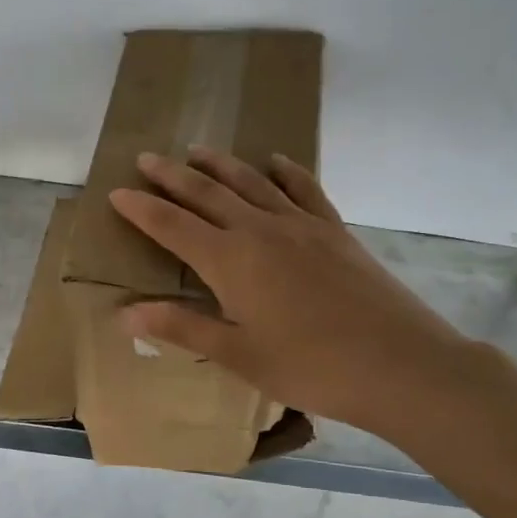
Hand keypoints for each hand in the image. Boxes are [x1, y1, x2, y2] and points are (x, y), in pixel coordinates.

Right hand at [109, 150, 472, 438]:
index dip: (142, 208)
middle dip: (173, 176)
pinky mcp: (335, 231)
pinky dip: (286, 172)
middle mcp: (260, 230)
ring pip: (252, 183)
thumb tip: (125, 314)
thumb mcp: (238, 355)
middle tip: (146, 158)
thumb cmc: (310, 367)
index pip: (173, 226)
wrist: (399, 364)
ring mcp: (302, 225)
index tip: (117, 191)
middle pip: (207, 194)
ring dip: (220, 165)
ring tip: (197, 150)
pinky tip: (276, 162)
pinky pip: (305, 190)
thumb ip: (182, 328)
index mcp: (230, 261)